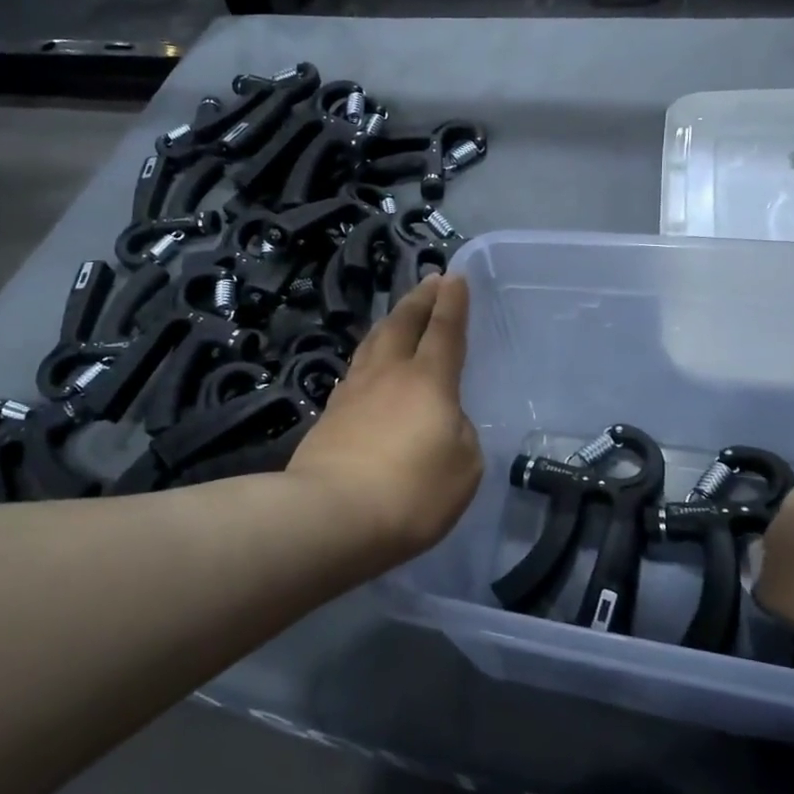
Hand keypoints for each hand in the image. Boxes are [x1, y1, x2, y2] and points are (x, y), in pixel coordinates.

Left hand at [288, 274, 482, 555]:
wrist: (331, 516)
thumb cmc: (412, 491)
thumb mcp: (463, 466)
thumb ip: (459, 433)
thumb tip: (442, 419)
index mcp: (428, 380)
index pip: (444, 330)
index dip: (452, 303)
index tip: (455, 277)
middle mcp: (388, 374)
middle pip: (403, 324)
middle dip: (419, 299)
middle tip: (429, 280)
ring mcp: (353, 393)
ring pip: (373, 342)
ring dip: (390, 321)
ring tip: (398, 313)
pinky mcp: (330, 416)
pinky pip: (354, 371)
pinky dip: (368, 356)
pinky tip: (367, 363)